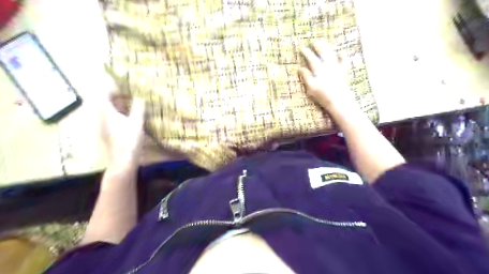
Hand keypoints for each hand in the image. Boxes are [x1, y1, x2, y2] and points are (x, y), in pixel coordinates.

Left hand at [99, 93, 144, 167]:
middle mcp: (101, 117)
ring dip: (118, 106)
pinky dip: (118, 115)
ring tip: (132, 105)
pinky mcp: (106, 133)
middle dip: (117, 96)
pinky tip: (129, 119)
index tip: (124, 86)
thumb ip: (138, 108)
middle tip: (130, 95)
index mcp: (106, 112)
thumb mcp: (137, 122)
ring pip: (108, 111)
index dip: (112, 88)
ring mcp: (102, 126)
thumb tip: (140, 96)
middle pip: (105, 102)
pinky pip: (110, 119)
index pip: (104, 94)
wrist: (122, 161)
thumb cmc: (129, 140)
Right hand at [298, 40, 357, 113]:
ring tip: (324, 42)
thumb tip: (300, 68)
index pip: (311, 59)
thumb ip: (306, 77)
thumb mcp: (311, 88)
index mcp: (319, 70)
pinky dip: (342, 56)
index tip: (302, 48)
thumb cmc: (323, 96)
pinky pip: (344, 61)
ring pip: (331, 55)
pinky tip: (341, 52)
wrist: (339, 101)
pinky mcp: (343, 72)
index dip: (306, 53)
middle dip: (318, 47)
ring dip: (327, 48)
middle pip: (322, 54)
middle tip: (314, 41)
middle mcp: (328, 66)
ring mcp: (336, 68)